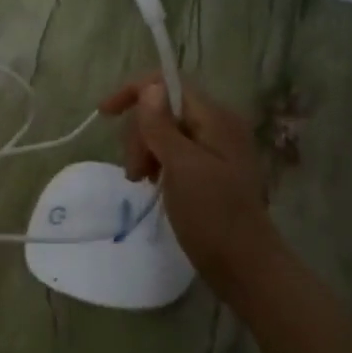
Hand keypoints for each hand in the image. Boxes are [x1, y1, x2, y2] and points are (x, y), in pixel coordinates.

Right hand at [98, 75, 271, 284]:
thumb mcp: (182, 167)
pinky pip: (175, 152)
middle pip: (165, 108)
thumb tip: (149, 86)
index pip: (169, 84)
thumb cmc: (213, 215)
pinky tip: (152, 183)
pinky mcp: (210, 171)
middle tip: (135, 171)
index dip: (135, 91)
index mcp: (215, 117)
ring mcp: (215, 150)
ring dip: (146, 150)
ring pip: (166, 131)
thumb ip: (162, 125)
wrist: (246, 268)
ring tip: (140, 181)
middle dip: (140, 132)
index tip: (105, 113)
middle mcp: (218, 126)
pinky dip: (158, 163)